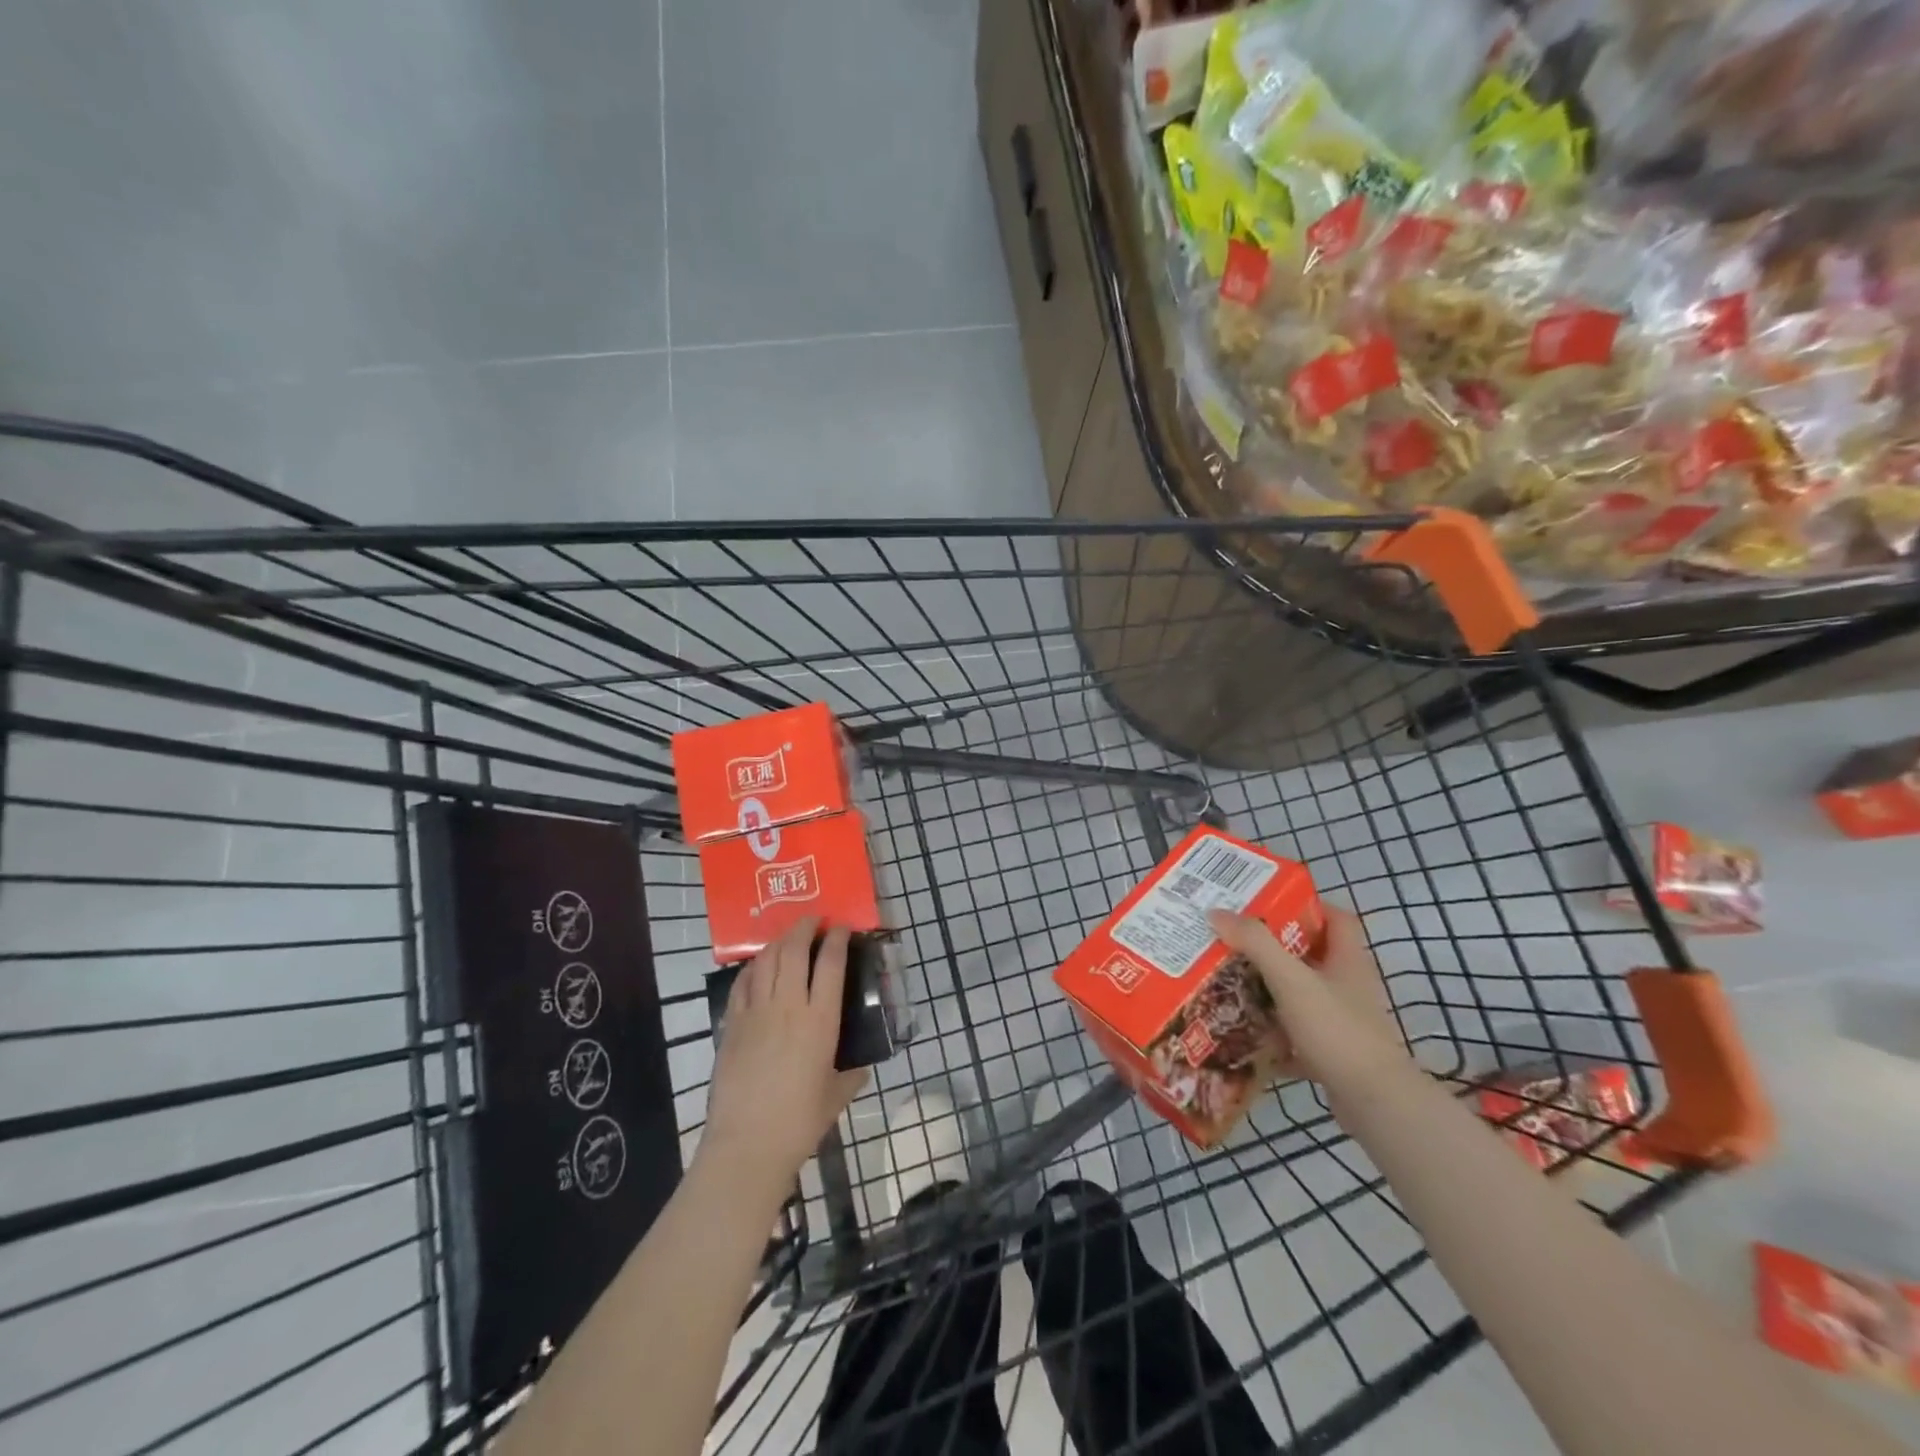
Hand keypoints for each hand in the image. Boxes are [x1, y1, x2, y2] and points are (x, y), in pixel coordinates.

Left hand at [699, 919, 868, 1200]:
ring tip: (789, 936)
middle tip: (814, 920)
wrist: (747, 1144)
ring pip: (766, 960)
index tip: (842, 927)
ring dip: (779, 940)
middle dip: (805, 928)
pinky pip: (743, 983)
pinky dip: (754, 966)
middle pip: (795, 951)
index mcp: (820, 1021)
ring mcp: (756, 1013)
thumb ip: (852, 1073)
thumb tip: (860, 1064)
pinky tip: (759, 965)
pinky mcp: (732, 1025)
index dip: (837, 939)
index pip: (831, 964)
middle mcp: (788, 1007)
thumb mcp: (838, 1095)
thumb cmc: (799, 1122)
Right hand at [1209, 906, 1406, 1088]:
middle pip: (1312, 955)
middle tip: (1235, 940)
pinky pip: (1298, 1035)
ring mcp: (1343, 1022)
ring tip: (1231, 982)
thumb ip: (1255, 944)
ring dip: (1270, 990)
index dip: (1307, 905)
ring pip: (1302, 996)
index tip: (1268, 904)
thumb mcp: (1291, 980)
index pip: (1336, 918)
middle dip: (1274, 948)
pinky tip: (1245, 1036)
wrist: (1375, 1104)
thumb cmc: (1337, 1030)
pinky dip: (1273, 1035)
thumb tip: (1216, 912)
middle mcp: (1349, 986)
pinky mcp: (1334, 1054)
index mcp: (1348, 960)